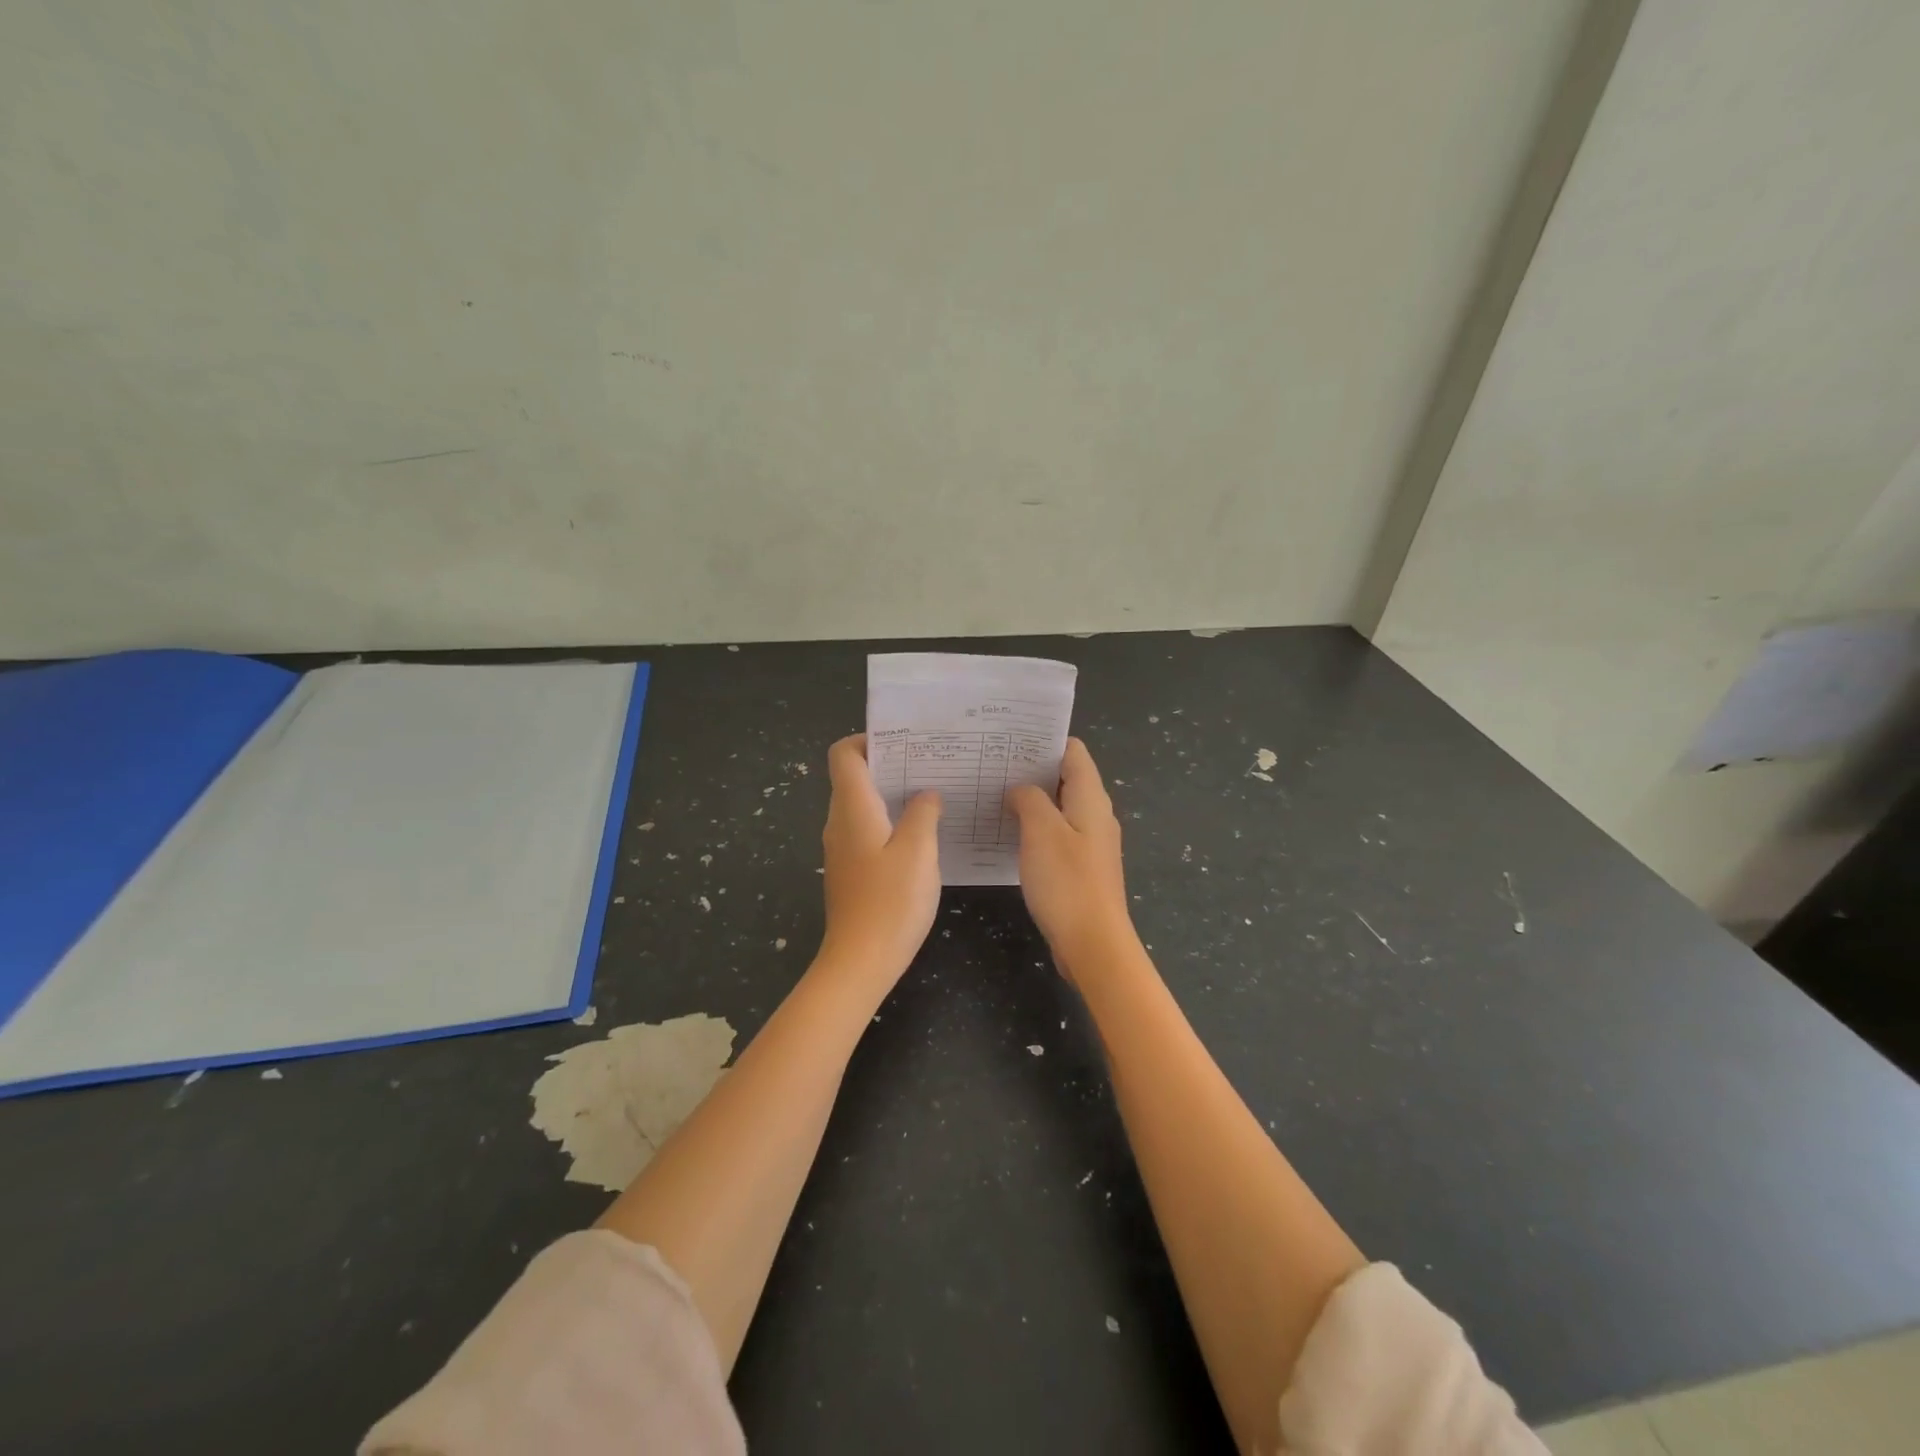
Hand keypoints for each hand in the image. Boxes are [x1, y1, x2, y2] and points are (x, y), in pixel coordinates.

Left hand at [818, 735, 942, 984]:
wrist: (859, 962)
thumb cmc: (890, 902)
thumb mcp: (918, 852)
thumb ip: (923, 813)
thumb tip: (925, 794)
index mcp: (852, 809)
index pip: (843, 754)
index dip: (868, 740)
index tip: (904, 743)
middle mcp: (840, 822)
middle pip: (854, 777)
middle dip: (890, 765)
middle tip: (931, 764)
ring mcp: (842, 849)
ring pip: (862, 805)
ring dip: (893, 794)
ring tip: (932, 795)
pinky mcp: (850, 871)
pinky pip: (867, 830)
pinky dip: (890, 821)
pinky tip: (921, 835)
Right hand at [1007, 739, 1137, 979]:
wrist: (1093, 944)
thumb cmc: (1067, 882)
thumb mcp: (1041, 832)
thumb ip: (1030, 800)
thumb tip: (1021, 790)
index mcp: (1091, 799)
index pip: (1073, 751)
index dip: (1044, 741)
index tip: (1010, 739)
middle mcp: (1095, 815)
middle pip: (1066, 778)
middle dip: (1032, 769)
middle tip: (993, 765)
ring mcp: (1090, 843)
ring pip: (1059, 808)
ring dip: (1031, 800)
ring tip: (994, 794)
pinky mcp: (1081, 867)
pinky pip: (1057, 835)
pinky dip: (1035, 828)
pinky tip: (1008, 834)